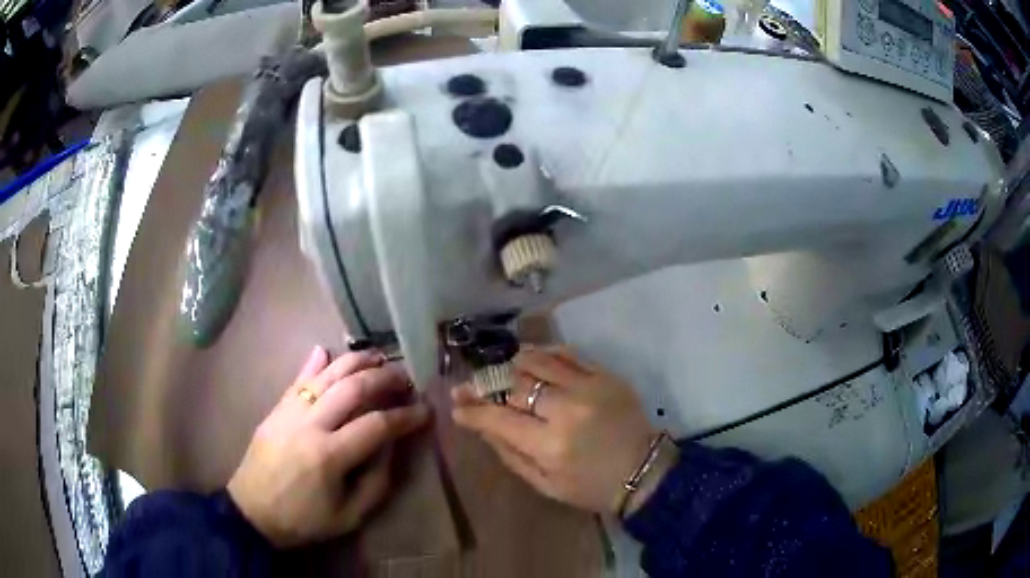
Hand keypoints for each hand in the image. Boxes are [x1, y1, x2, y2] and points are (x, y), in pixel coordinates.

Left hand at [228, 346, 429, 547]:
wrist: (252, 511)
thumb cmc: (304, 519)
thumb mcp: (350, 516)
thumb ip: (376, 482)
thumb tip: (391, 447)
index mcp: (330, 456)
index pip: (377, 425)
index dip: (405, 416)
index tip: (425, 410)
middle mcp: (310, 425)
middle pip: (352, 389)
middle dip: (384, 378)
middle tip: (405, 379)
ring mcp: (289, 413)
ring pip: (326, 375)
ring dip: (355, 362)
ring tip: (378, 357)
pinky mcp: (276, 409)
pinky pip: (297, 379)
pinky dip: (314, 363)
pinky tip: (326, 350)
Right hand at [451, 347, 676, 516]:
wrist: (644, 469)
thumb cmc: (591, 486)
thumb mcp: (545, 484)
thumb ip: (510, 454)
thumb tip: (481, 425)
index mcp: (550, 445)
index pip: (498, 418)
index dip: (472, 410)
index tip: (456, 404)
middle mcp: (566, 410)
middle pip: (514, 385)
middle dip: (486, 385)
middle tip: (471, 386)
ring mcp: (589, 387)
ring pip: (537, 362)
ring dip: (512, 363)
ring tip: (500, 369)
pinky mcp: (605, 375)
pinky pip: (567, 354)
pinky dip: (544, 353)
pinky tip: (531, 358)